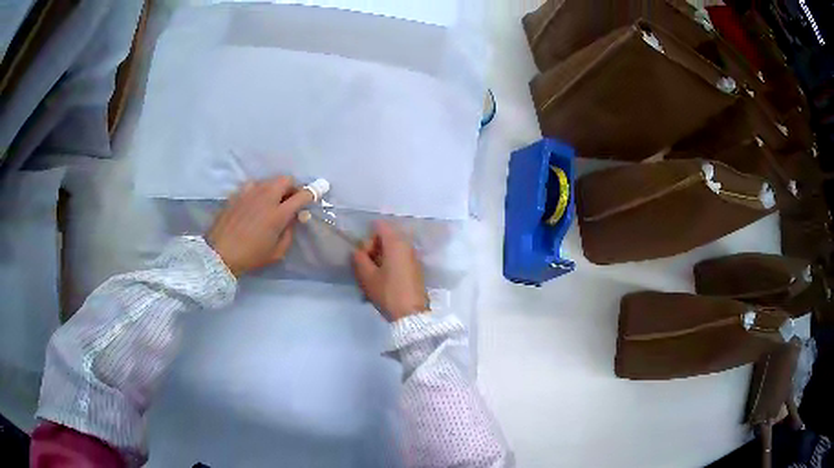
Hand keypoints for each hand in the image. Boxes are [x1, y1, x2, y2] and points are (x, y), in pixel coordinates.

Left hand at [207, 176, 312, 276]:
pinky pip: (253, 186)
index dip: (313, 191)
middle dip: (292, 187)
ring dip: (275, 188)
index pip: (302, 195)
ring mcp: (249, 193)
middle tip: (290, 200)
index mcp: (278, 214)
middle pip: (285, 179)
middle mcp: (265, 197)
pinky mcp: (237, 194)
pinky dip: (259, 191)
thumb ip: (289, 232)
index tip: (320, 189)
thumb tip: (294, 218)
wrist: (220, 254)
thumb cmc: (250, 257)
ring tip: (271, 201)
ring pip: (269, 181)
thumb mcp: (277, 252)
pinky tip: (254, 203)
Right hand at [352, 221, 428, 321]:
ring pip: (391, 251)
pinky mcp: (415, 269)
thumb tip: (358, 251)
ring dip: (379, 261)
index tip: (365, 257)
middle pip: (385, 238)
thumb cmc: (388, 292)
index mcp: (396, 242)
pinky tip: (382, 285)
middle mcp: (407, 245)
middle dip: (373, 251)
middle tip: (367, 270)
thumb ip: (359, 258)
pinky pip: (398, 260)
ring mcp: (413, 257)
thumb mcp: (367, 276)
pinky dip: (388, 268)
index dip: (368, 238)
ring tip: (373, 280)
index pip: (379, 225)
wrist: (411, 314)